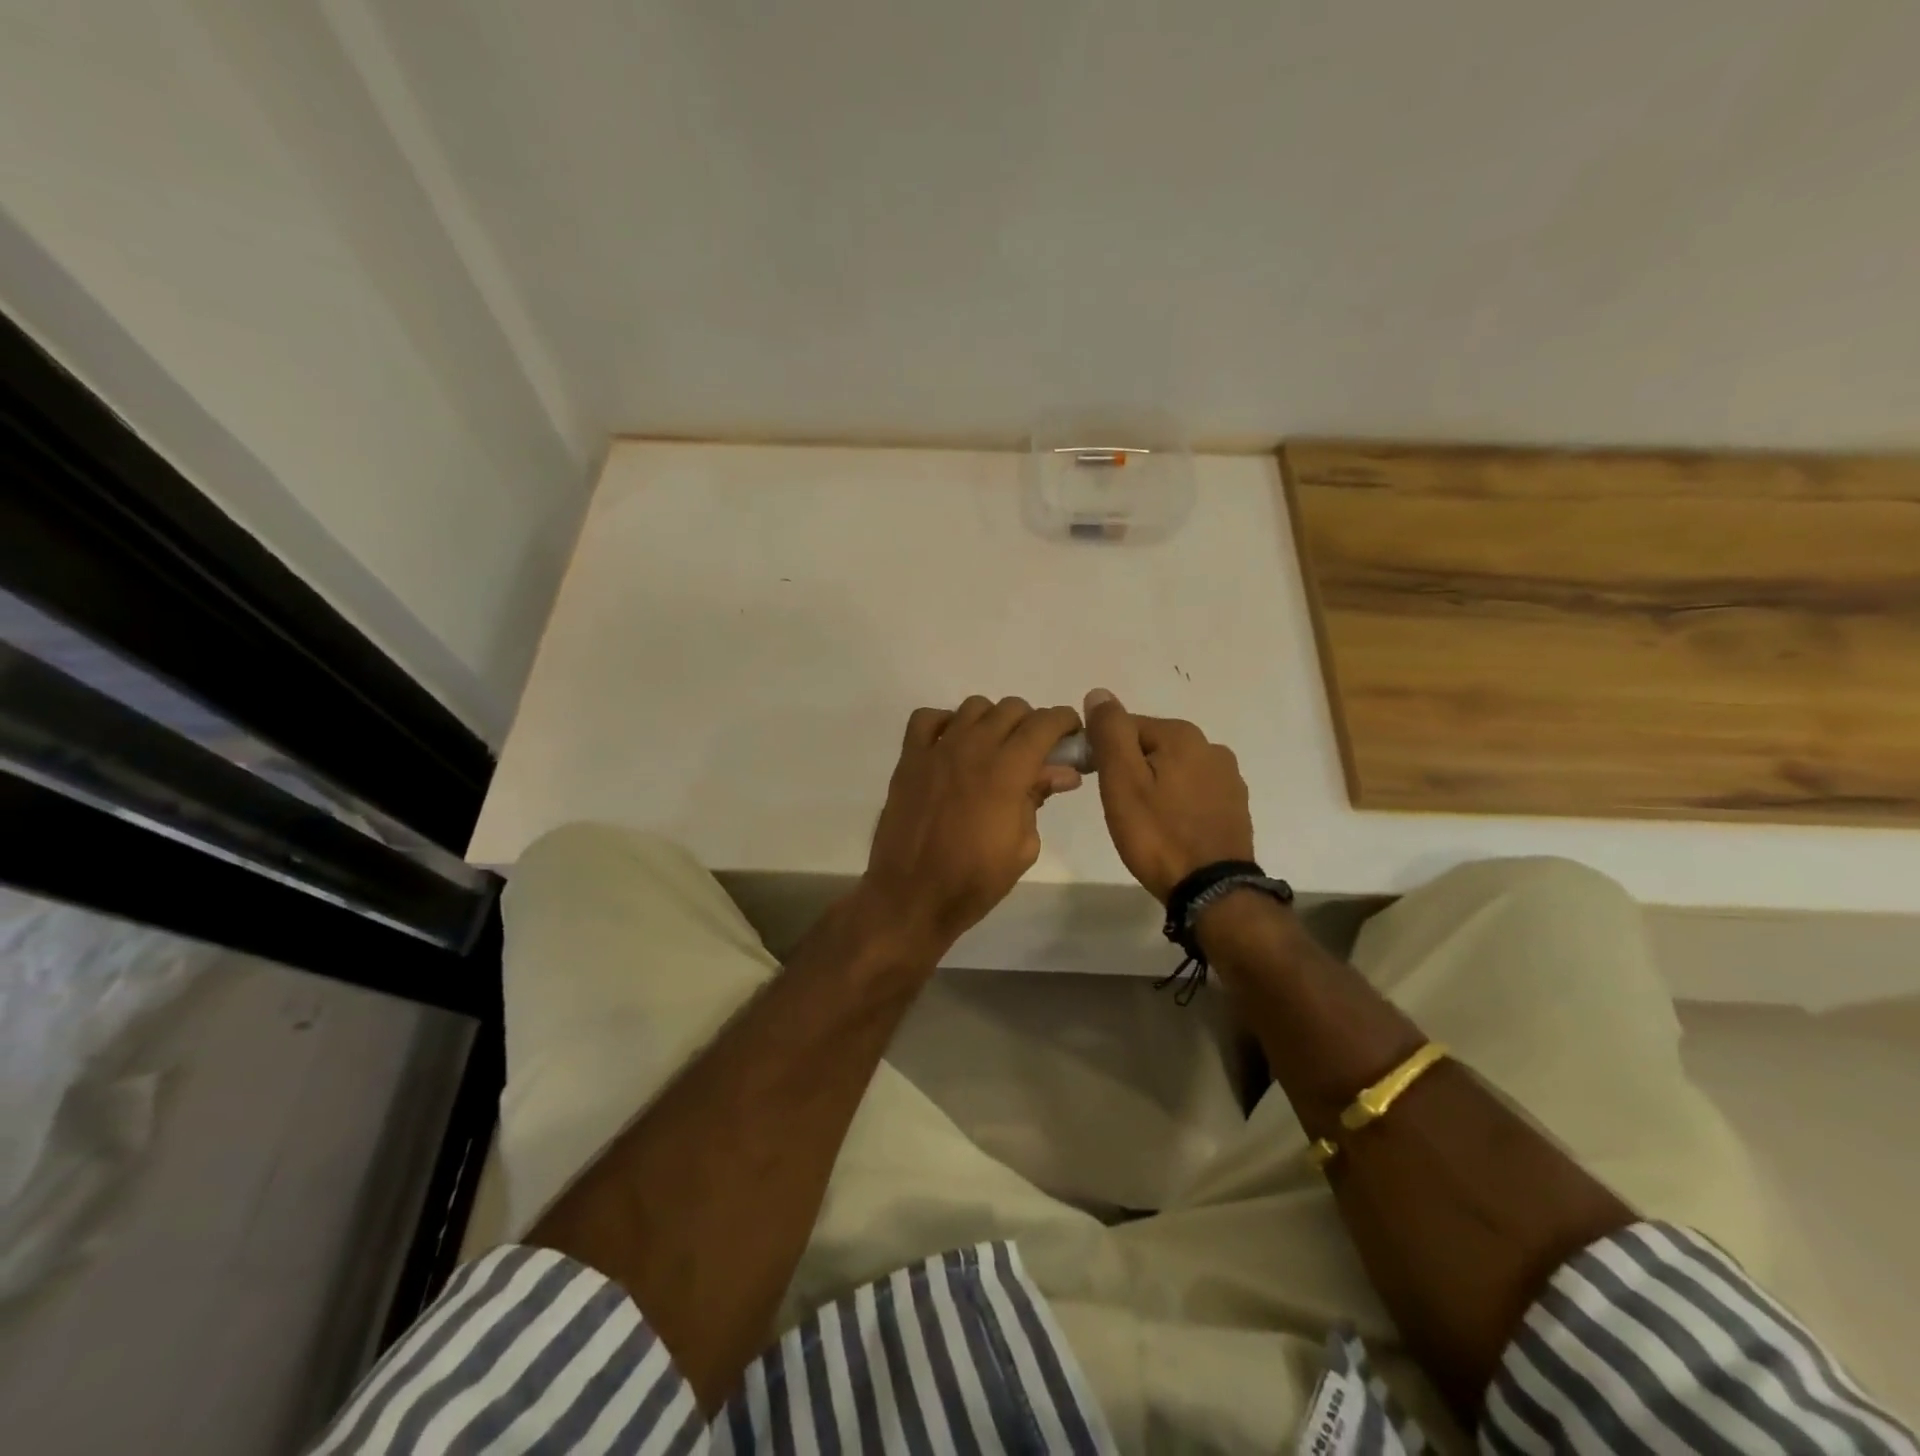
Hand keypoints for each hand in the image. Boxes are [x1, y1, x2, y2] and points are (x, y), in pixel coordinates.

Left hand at [860, 696, 1083, 952]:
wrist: (912, 897)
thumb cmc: (974, 880)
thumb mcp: (1023, 846)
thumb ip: (1039, 799)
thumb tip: (1063, 772)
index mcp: (1007, 771)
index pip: (1044, 723)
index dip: (1065, 721)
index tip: (1072, 733)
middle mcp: (973, 748)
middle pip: (1011, 708)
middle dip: (1031, 723)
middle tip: (1035, 751)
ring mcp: (937, 750)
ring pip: (973, 707)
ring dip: (992, 720)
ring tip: (995, 748)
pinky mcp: (909, 759)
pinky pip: (927, 718)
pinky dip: (945, 722)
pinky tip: (953, 745)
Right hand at [1083, 688, 1253, 901]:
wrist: (1210, 890)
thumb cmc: (1157, 834)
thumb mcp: (1121, 781)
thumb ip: (1110, 732)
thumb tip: (1099, 693)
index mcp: (1182, 735)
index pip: (1126, 726)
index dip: (1103, 751)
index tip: (1095, 782)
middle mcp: (1211, 746)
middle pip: (1151, 746)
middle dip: (1131, 768)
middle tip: (1119, 806)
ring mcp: (1228, 777)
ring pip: (1173, 769)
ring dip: (1155, 784)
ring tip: (1143, 820)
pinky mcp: (1235, 806)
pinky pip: (1193, 791)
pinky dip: (1177, 802)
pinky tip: (1169, 827)